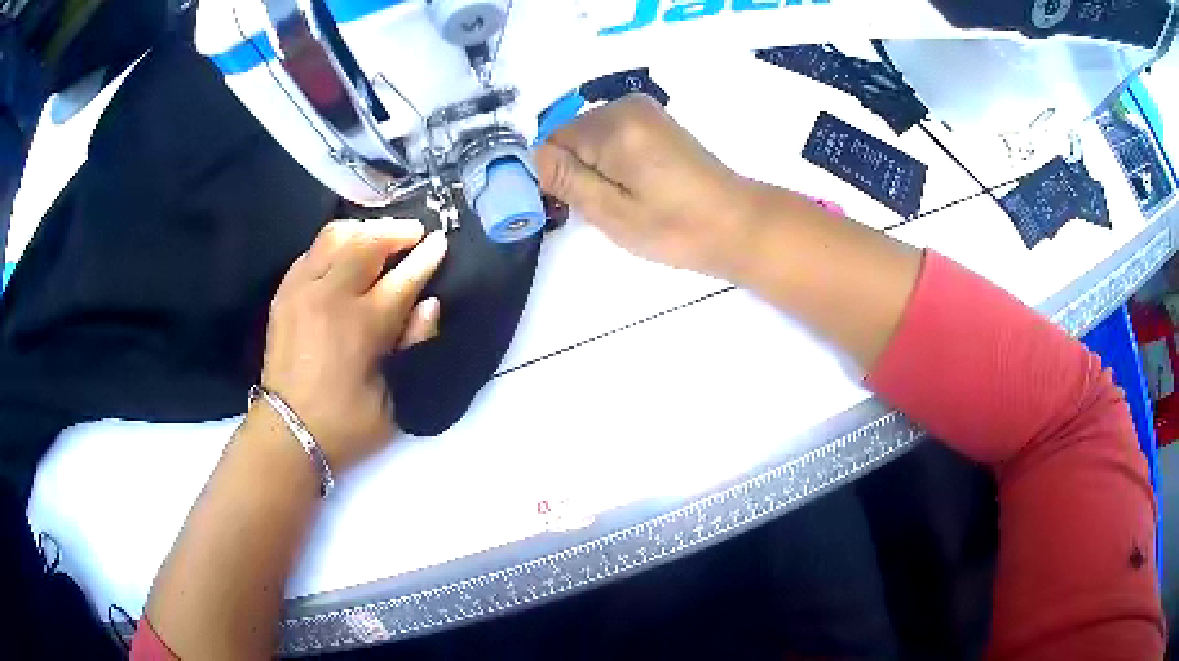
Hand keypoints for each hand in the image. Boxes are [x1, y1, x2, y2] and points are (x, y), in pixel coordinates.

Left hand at [258, 219, 447, 472]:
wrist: (287, 432)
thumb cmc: (346, 424)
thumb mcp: (394, 400)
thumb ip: (414, 347)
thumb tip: (430, 304)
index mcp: (363, 325)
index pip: (403, 277)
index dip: (426, 257)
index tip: (441, 242)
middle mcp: (331, 296)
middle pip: (367, 242)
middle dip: (397, 232)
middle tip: (415, 233)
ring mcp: (302, 290)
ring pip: (335, 236)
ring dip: (364, 230)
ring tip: (380, 237)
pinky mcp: (284, 293)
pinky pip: (311, 251)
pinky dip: (334, 245)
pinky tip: (345, 255)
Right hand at [535, 94, 759, 280]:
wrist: (737, 224)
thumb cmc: (675, 227)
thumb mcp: (611, 212)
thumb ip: (566, 180)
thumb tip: (530, 158)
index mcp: (613, 125)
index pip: (550, 142)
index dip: (552, 176)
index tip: (570, 206)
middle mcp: (625, 106)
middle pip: (570, 137)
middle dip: (574, 170)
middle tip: (602, 207)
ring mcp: (644, 111)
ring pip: (589, 138)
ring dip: (593, 168)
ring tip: (622, 199)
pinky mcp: (655, 122)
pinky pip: (611, 136)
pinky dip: (612, 160)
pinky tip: (634, 185)